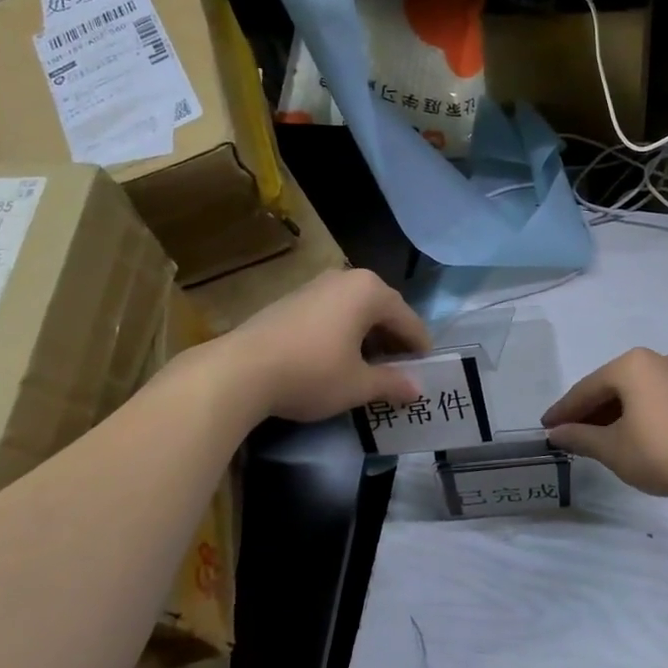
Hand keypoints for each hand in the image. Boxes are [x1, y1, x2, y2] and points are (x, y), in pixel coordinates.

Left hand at [219, 269, 430, 423]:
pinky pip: (332, 313)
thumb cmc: (311, 373)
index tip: (427, 369)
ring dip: (367, 336)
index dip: (420, 346)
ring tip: (370, 367)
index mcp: (369, 291)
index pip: (407, 319)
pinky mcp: (291, 299)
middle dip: (393, 339)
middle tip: (401, 369)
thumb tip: (416, 389)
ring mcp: (315, 286)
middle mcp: (345, 279)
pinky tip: (337, 359)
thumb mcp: (358, 385)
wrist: (240, 370)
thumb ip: (391, 383)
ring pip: (355, 310)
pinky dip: (343, 333)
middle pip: (382, 310)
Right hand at [542, 348, 667, 501]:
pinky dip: (630, 414)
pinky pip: (648, 398)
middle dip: (585, 412)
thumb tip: (556, 434)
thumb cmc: (658, 452)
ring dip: (608, 414)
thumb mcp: (611, 448)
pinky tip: (621, 434)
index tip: (545, 427)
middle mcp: (652, 360)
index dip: (563, 411)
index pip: (586, 389)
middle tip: (565, 433)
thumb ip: (579, 437)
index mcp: (629, 365)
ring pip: (628, 393)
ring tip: (590, 438)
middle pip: (607, 387)